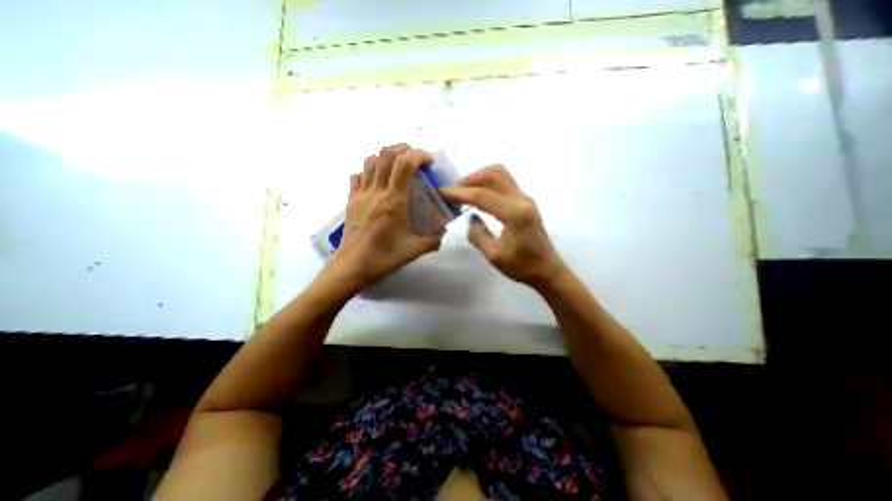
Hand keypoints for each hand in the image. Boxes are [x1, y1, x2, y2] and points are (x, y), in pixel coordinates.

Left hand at [326, 145, 441, 290]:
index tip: (429, 162)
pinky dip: (369, 171)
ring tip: (397, 169)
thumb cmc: (383, 258)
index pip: (404, 164)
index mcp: (393, 201)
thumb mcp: (414, 250)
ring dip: (386, 158)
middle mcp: (376, 192)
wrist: (352, 267)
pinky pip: (358, 175)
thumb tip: (441, 233)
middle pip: (385, 154)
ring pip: (370, 161)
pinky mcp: (351, 200)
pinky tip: (377, 183)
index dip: (419, 155)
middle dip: (403, 150)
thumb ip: (433, 240)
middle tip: (414, 161)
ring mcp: (361, 194)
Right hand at [439, 164, 563, 288]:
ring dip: (480, 178)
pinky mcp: (525, 202)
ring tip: (465, 191)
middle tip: (454, 191)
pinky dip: (488, 183)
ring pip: (501, 174)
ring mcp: (525, 199)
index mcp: (515, 214)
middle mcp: (522, 200)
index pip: (482, 195)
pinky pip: (505, 183)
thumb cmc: (522, 267)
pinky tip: (479, 196)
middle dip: (470, 179)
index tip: (443, 191)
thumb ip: (478, 234)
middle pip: (494, 174)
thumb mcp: (494, 255)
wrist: (548, 270)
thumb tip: (471, 217)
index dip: (460, 193)